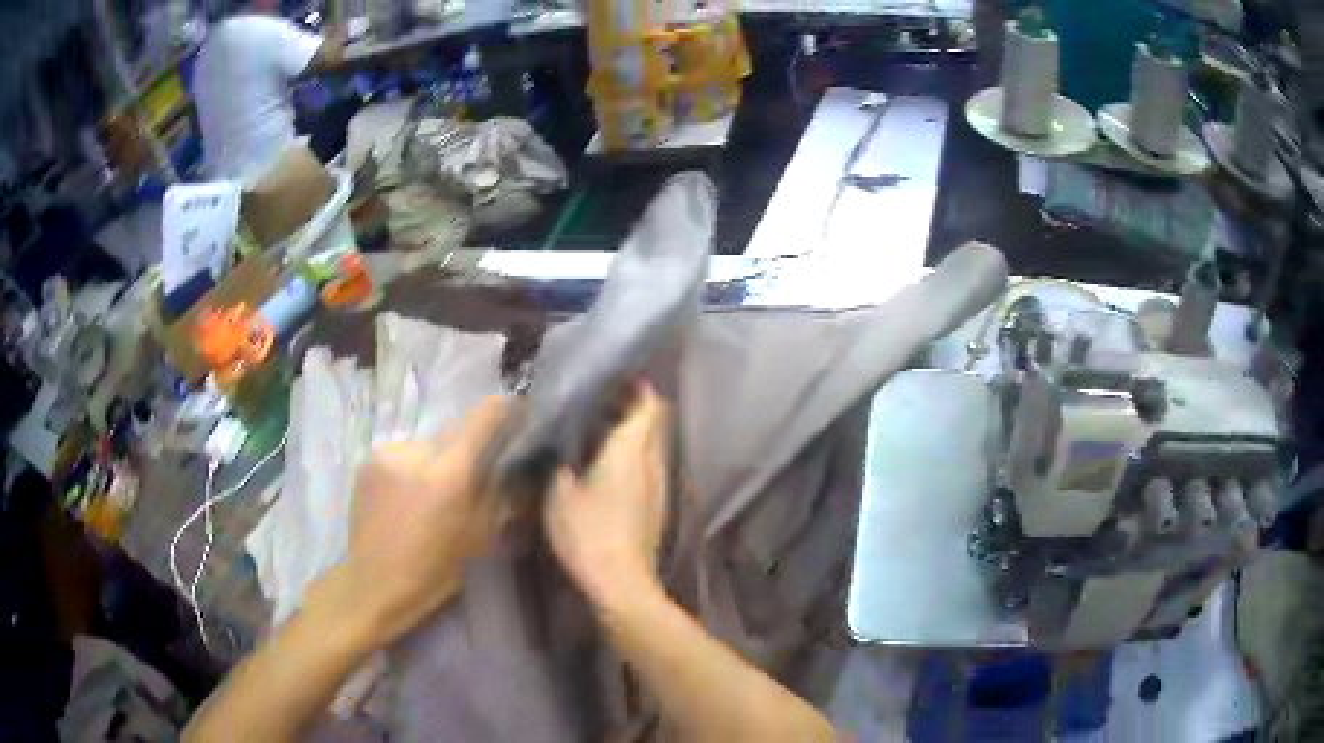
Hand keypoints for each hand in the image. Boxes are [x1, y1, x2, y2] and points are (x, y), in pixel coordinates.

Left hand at [340, 396, 508, 645]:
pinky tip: (403, 498)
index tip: (516, 412)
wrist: (374, 584)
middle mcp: (418, 451)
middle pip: (451, 435)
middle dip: (462, 452)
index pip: (483, 418)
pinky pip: (400, 456)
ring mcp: (387, 453)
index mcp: (450, 474)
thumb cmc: (435, 571)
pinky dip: (408, 469)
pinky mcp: (367, 461)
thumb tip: (516, 464)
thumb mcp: (480, 538)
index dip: (503, 410)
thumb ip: (498, 494)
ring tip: (427, 496)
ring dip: (432, 462)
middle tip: (463, 483)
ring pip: (424, 446)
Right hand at [544, 385, 669, 607]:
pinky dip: (632, 458)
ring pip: (651, 448)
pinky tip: (603, 469)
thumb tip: (563, 447)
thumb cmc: (588, 533)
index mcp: (631, 451)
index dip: (637, 389)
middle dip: (632, 409)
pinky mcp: (656, 508)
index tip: (615, 380)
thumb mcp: (559, 494)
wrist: (621, 582)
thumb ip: (561, 463)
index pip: (648, 406)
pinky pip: (648, 469)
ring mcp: (659, 488)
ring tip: (596, 433)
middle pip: (653, 424)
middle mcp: (653, 463)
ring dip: (631, 435)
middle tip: (598, 404)